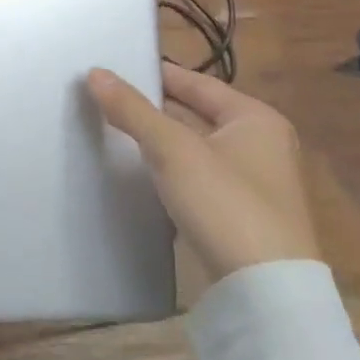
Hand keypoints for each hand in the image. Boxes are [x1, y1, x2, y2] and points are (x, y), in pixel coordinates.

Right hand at [88, 63, 318, 286]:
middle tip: (104, 98)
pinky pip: (195, 178)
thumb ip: (132, 110)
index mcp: (256, 119)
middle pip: (195, 114)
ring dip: (157, 140)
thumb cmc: (225, 203)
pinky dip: (168, 170)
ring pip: (192, 148)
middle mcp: (260, 145)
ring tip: (110, 129)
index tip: (115, 68)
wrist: (265, 292)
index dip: (156, 74)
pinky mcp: (238, 215)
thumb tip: (95, 73)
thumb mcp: (172, 149)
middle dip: (152, 108)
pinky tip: (136, 171)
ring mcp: (251, 183)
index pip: (197, 83)